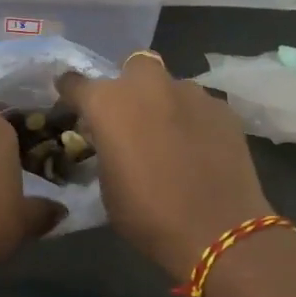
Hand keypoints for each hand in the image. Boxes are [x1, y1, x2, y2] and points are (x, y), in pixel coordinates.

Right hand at [58, 53, 272, 279]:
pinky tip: (199, 148)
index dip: (72, 93)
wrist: (216, 230)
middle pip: (133, 66)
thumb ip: (105, 149)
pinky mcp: (223, 108)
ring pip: (171, 86)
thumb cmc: (147, 215)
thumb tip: (113, 140)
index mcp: (109, 103)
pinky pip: (199, 106)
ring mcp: (191, 93)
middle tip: (131, 117)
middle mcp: (148, 86)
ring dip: (165, 104)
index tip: (72, 104)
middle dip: (129, 85)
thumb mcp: (107, 186)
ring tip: (170, 136)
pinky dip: (194, 120)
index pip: (77, 83)